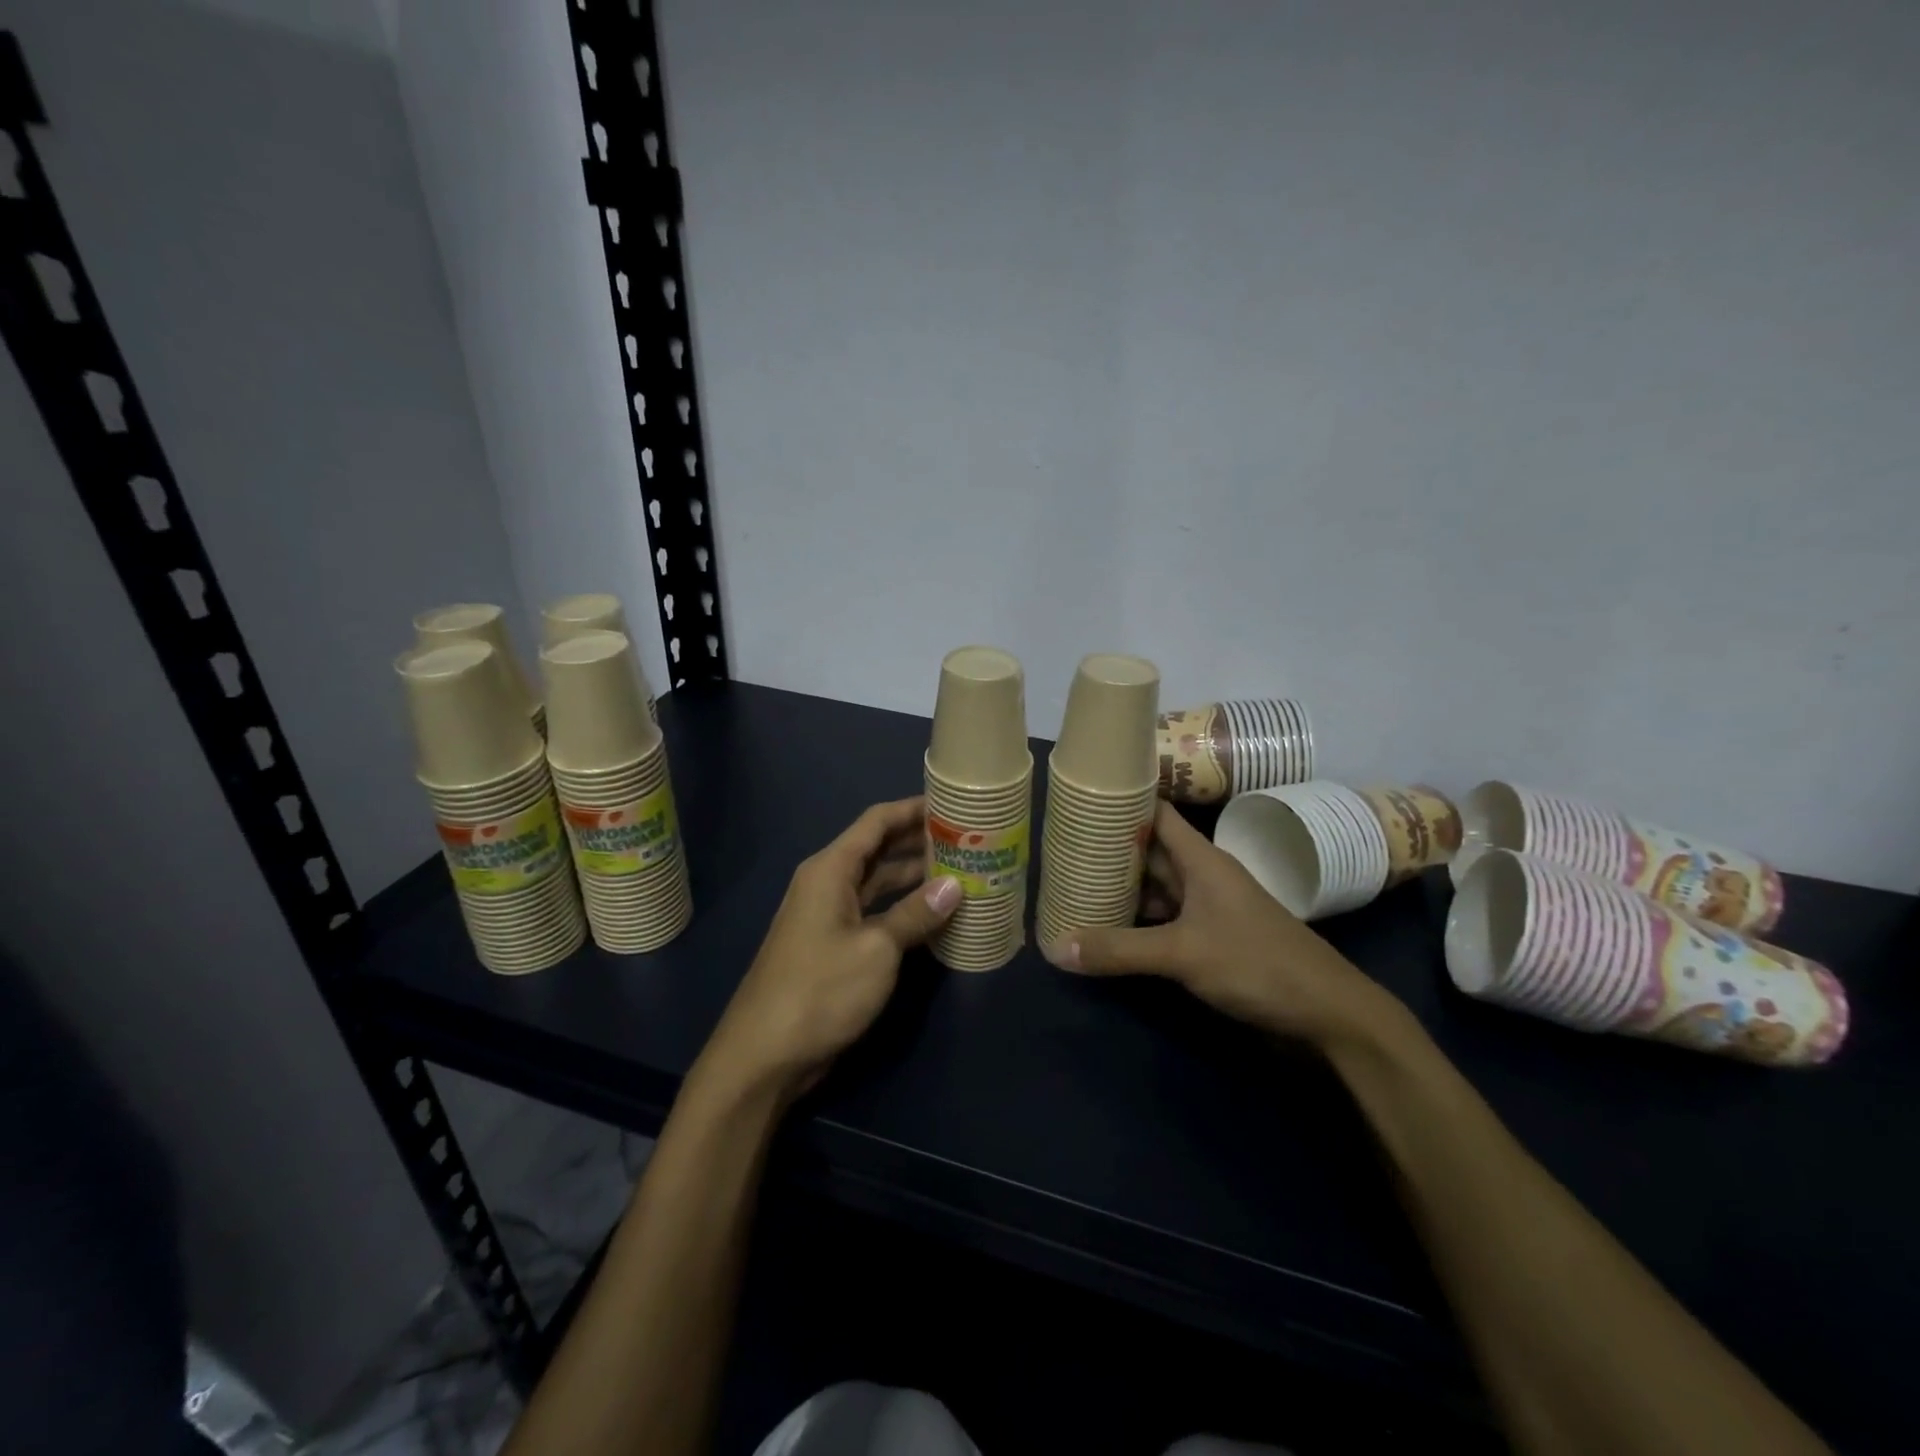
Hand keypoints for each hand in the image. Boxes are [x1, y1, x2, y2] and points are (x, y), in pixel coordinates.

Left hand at [697, 797, 960, 1101]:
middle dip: (919, 842)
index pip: (876, 822)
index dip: (913, 809)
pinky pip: (874, 912)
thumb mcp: (877, 949)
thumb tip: (954, 886)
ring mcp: (829, 915)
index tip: (952, 803)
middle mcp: (828, 883)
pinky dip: (902, 909)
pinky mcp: (833, 945)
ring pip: (878, 882)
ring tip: (961, 872)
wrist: (764, 1055)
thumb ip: (916, 914)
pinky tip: (935, 915)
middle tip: (967, 840)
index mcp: (830, 869)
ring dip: (914, 877)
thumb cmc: (820, 990)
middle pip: (878, 849)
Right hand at [1042, 801, 1397, 1049]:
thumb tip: (1056, 948)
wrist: (1327, 1012)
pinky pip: (1165, 920)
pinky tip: (1108, 929)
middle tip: (1061, 850)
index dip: (1122, 802)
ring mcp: (1208, 909)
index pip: (1155, 813)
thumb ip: (1119, 950)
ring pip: (1156, 888)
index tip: (1081, 801)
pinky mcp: (1211, 940)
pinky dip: (1138, 922)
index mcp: (1201, 859)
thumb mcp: (1181, 954)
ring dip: (1121, 889)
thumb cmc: (1256, 963)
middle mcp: (1202, 876)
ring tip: (1073, 886)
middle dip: (1109, 851)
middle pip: (1149, 852)